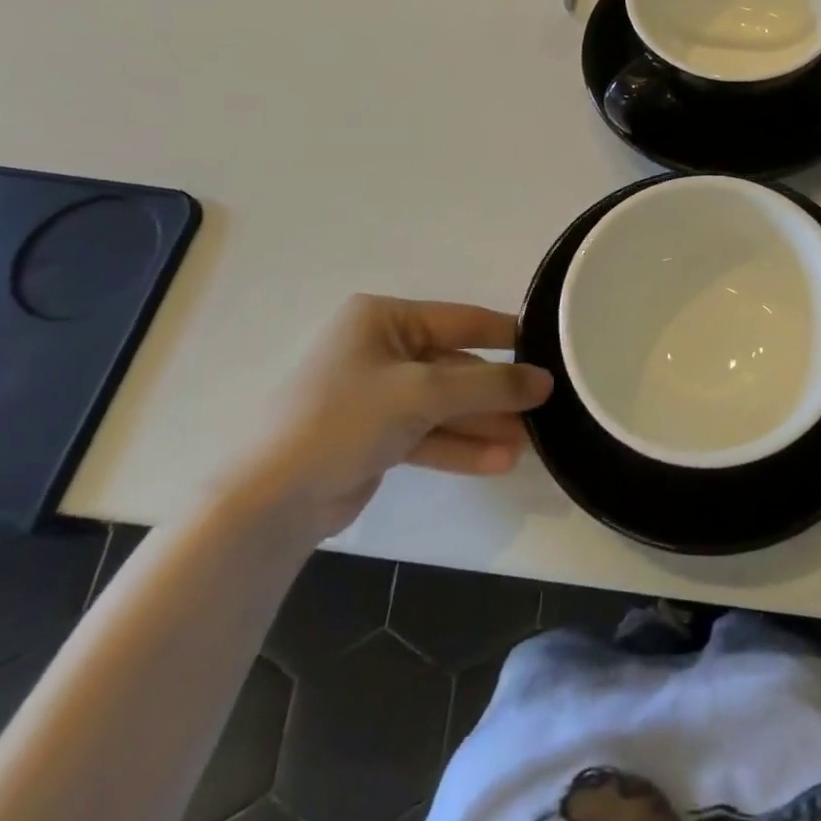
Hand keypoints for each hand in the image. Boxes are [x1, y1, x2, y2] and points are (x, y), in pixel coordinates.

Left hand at [227, 295, 552, 538]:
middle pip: (456, 367)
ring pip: (445, 405)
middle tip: (543, 410)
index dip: (507, 336)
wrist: (269, 501)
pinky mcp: (375, 437)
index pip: (461, 320)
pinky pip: (429, 433)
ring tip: (528, 444)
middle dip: (496, 394)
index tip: (550, 351)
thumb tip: (545, 380)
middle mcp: (381, 350)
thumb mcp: (424, 392)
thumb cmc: (344, 419)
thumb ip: (489, 384)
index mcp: (383, 319)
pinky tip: (499, 462)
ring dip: (483, 424)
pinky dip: (460, 447)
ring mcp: (378, 395)